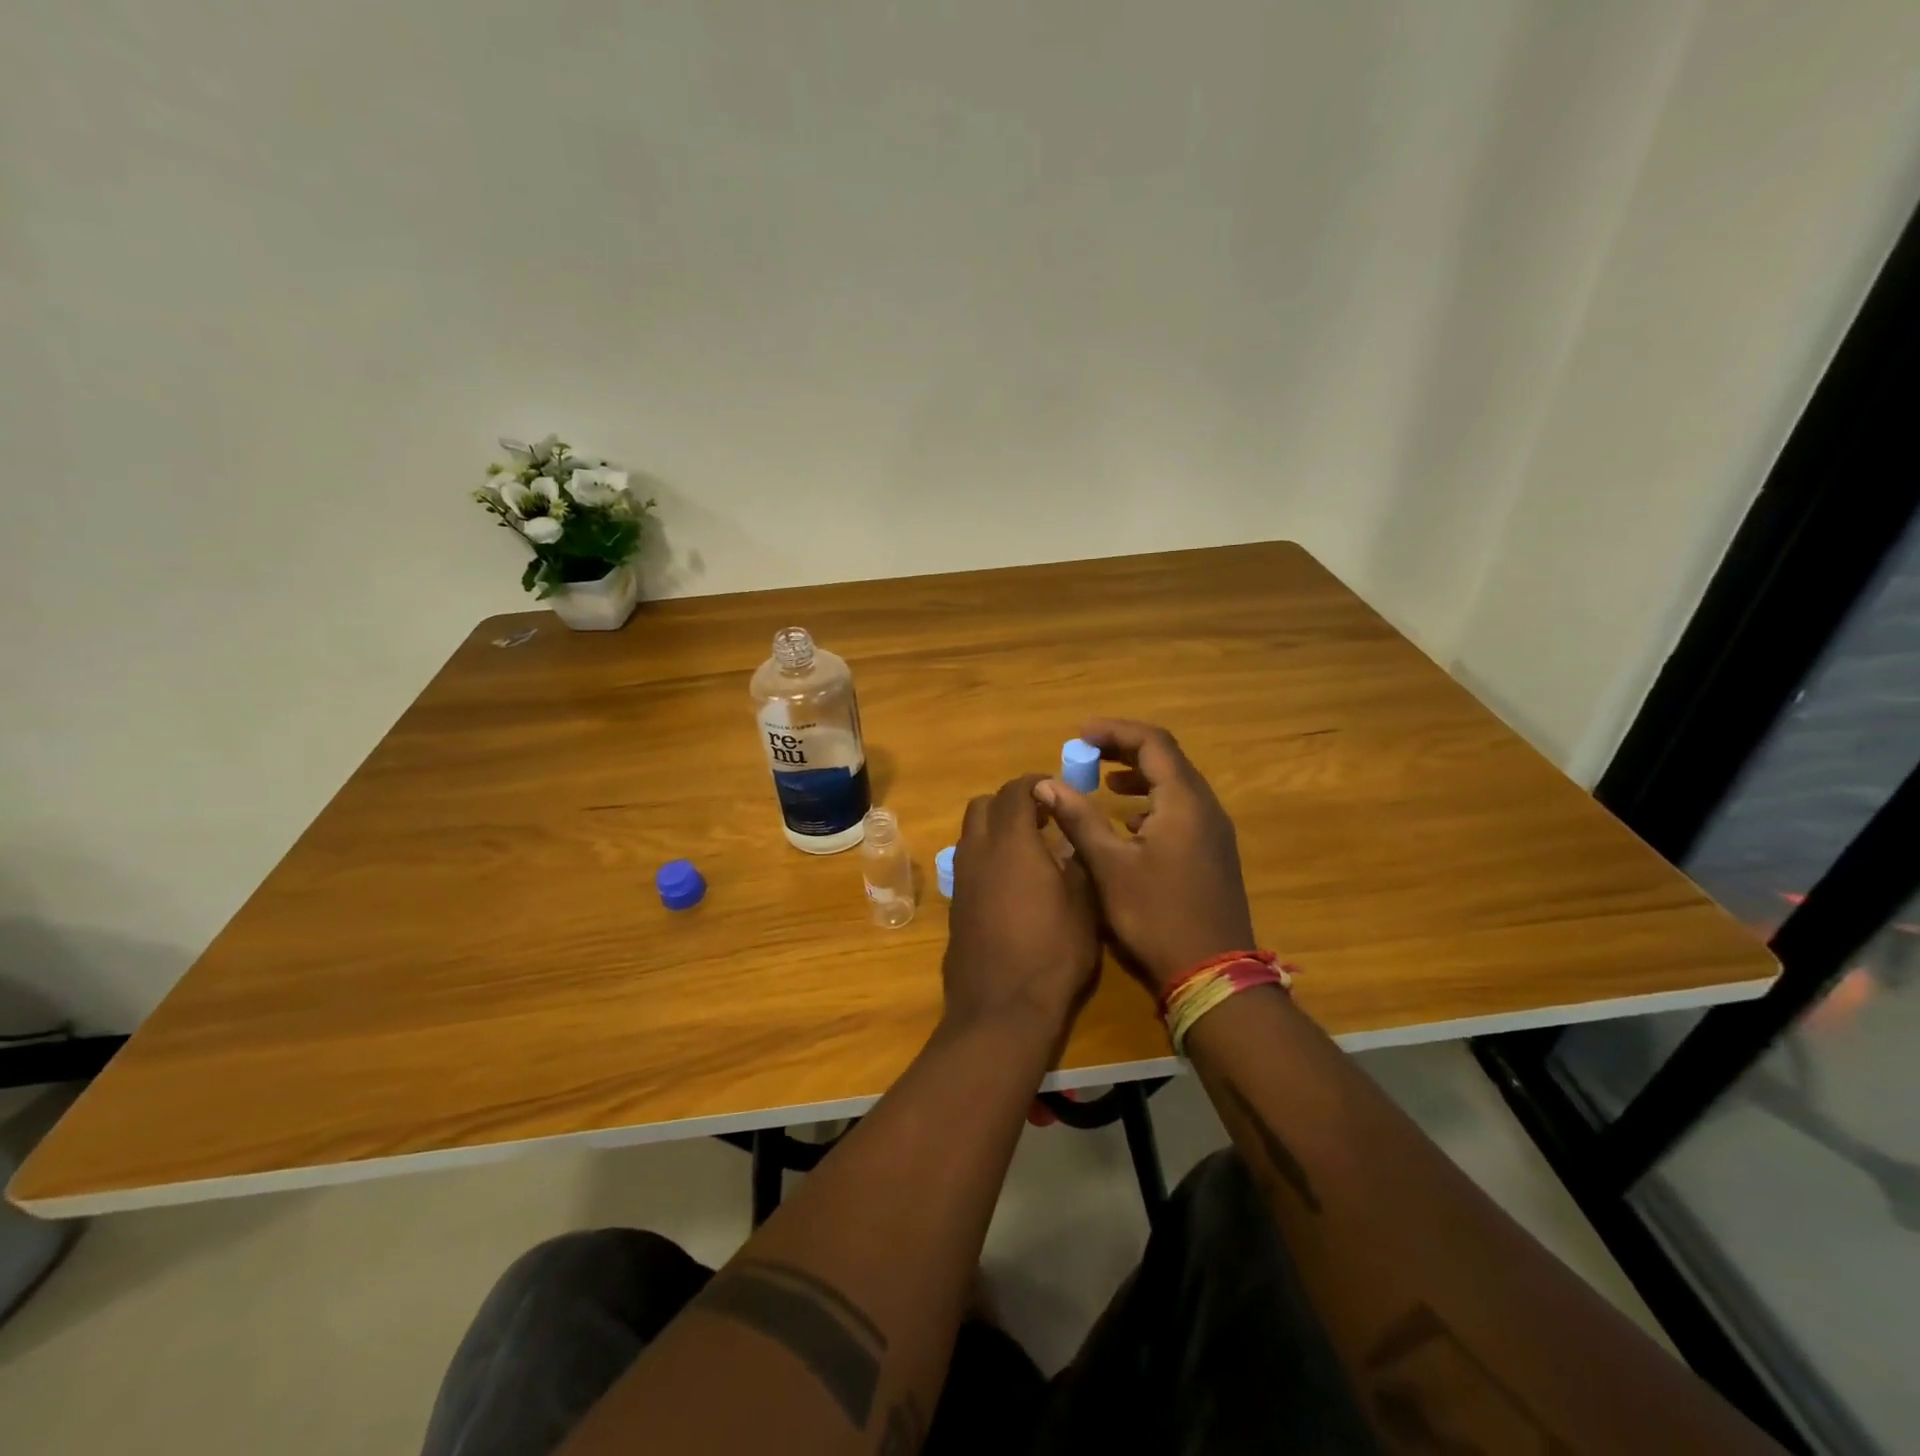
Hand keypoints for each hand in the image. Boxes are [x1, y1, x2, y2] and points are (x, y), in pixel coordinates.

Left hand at [944, 773, 1099, 1039]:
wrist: (1001, 1008)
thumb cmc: (1052, 954)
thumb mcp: (1083, 906)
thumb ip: (1076, 863)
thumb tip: (1071, 841)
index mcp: (1011, 842)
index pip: (1015, 790)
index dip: (1036, 784)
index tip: (1057, 792)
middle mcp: (978, 852)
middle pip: (983, 805)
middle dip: (1011, 802)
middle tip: (1042, 818)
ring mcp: (961, 879)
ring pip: (971, 833)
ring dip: (996, 829)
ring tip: (1029, 850)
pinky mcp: (955, 904)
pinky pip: (968, 862)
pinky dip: (987, 856)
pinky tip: (1012, 883)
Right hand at [1037, 720, 1256, 993]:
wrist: (1212, 974)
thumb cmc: (1157, 917)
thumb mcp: (1110, 867)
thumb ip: (1079, 819)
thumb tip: (1047, 784)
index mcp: (1184, 802)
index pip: (1153, 742)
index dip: (1114, 732)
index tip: (1079, 735)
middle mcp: (1205, 808)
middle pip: (1167, 759)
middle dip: (1124, 750)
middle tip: (1086, 754)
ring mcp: (1214, 832)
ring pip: (1176, 785)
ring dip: (1140, 776)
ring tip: (1104, 784)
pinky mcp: (1213, 854)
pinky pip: (1182, 810)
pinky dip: (1153, 803)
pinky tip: (1130, 825)